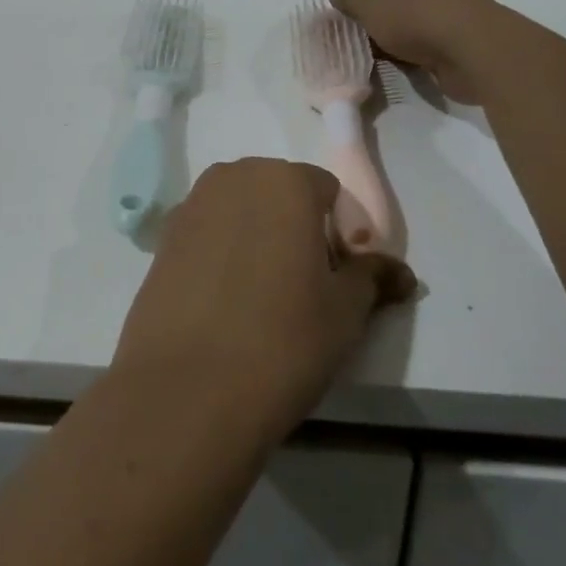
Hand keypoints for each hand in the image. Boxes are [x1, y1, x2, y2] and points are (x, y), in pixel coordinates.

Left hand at [113, 159, 415, 439]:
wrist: (187, 388)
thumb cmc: (283, 340)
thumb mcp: (346, 312)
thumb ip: (373, 278)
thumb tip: (401, 272)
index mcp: (285, 181)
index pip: (327, 191)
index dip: (341, 232)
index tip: (341, 278)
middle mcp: (234, 177)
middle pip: (279, 193)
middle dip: (298, 228)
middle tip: (306, 287)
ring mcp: (192, 204)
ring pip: (241, 211)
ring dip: (258, 238)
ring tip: (263, 298)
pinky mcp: (163, 237)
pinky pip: (208, 233)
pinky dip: (222, 253)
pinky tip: (224, 303)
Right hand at [330, 0, 503, 102]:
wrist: (475, 52)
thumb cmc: (417, 14)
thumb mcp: (368, 2)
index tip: (331, 7)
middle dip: (368, 11)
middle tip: (346, 30)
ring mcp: (454, 6)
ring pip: (407, 17)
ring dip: (387, 32)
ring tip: (364, 49)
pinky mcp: (462, 36)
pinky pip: (424, 39)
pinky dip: (406, 48)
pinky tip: (390, 61)